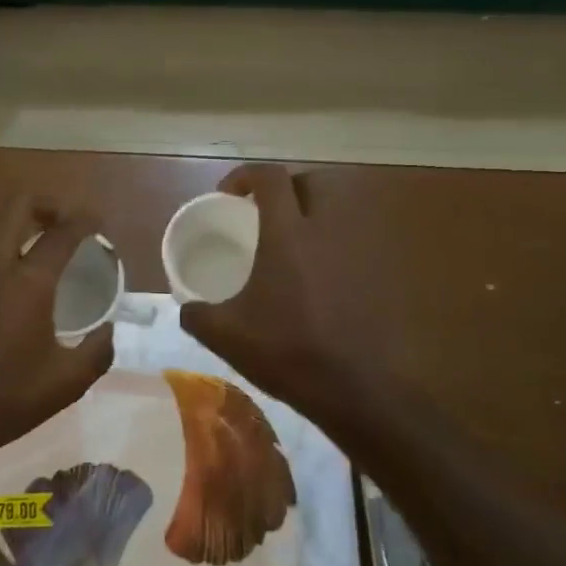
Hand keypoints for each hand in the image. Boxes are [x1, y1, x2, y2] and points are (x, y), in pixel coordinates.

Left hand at [0, 195, 115, 458]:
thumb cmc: (5, 401)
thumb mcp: (66, 384)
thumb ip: (97, 351)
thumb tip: (106, 330)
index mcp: (28, 283)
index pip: (62, 232)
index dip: (84, 220)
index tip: (96, 221)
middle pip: (17, 206)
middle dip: (45, 205)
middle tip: (61, 223)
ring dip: (14, 224)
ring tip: (31, 246)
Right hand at [178, 165, 397, 433]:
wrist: (359, 390)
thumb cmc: (289, 352)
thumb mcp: (227, 336)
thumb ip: (198, 315)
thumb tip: (185, 309)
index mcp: (287, 234)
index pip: (270, 177)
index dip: (245, 176)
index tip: (228, 195)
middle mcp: (327, 231)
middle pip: (313, 183)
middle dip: (288, 189)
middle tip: (266, 213)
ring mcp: (359, 252)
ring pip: (340, 212)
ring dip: (315, 217)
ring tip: (293, 246)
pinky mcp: (379, 276)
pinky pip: (355, 245)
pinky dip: (335, 249)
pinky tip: (319, 281)